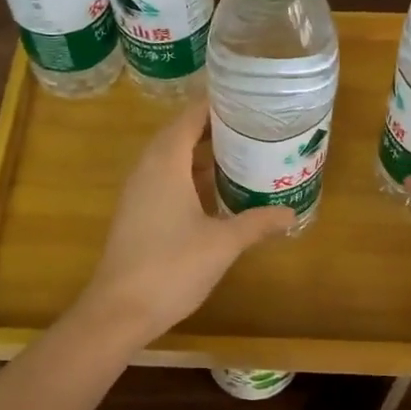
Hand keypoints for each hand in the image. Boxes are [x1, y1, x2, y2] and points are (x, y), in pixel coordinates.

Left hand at [73, 96, 296, 340]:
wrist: (119, 310)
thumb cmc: (172, 267)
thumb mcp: (223, 243)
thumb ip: (257, 223)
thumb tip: (291, 213)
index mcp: (166, 162)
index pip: (191, 116)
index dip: (218, 103)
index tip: (249, 99)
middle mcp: (148, 167)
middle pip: (181, 132)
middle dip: (216, 127)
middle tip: (254, 125)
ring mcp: (139, 190)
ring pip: (172, 157)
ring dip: (203, 152)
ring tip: (242, 151)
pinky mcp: (137, 211)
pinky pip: (166, 177)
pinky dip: (191, 174)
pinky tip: (216, 190)